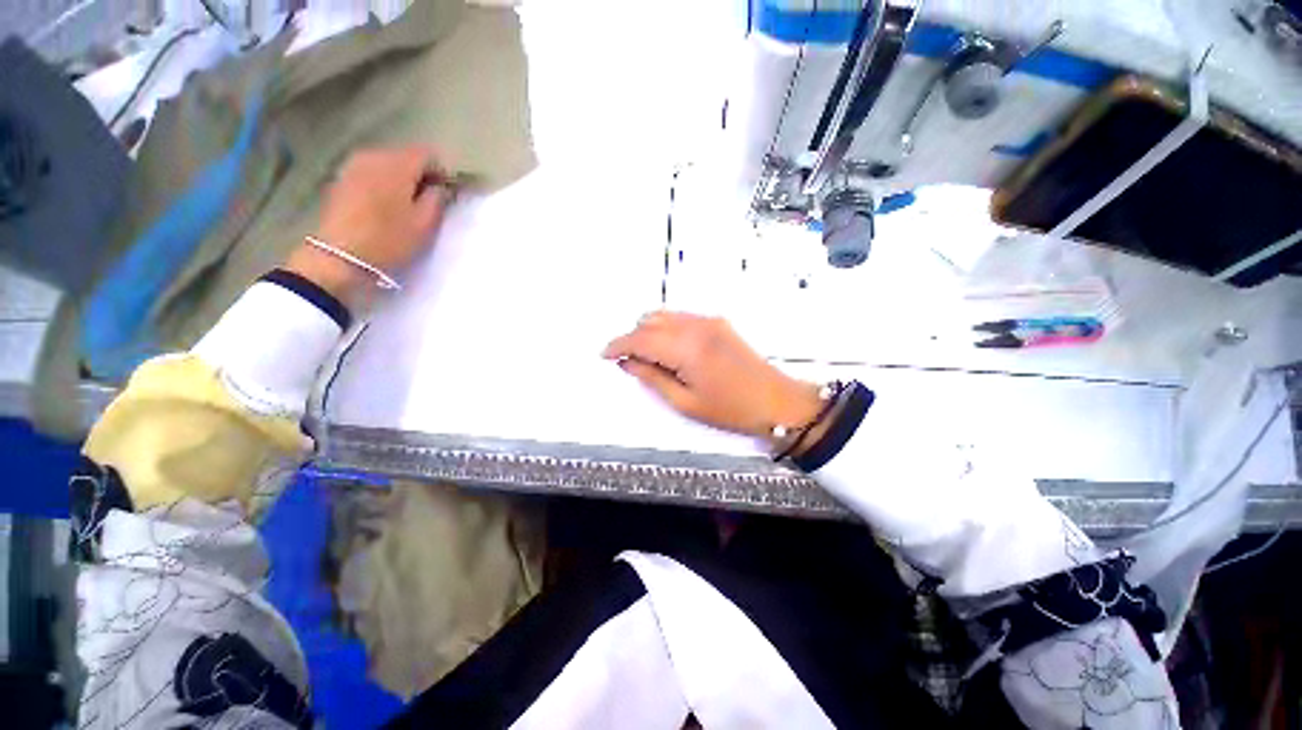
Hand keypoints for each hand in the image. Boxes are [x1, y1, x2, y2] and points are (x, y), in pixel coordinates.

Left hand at [285, 146, 448, 305]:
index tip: (444, 195)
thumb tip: (439, 187)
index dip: (441, 172)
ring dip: (400, 180)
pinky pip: (370, 173)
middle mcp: (374, 155)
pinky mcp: (341, 178)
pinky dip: (382, 184)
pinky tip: (382, 206)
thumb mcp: (425, 224)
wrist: (340, 255)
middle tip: (426, 203)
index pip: (428, 154)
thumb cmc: (389, 239)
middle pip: (406, 156)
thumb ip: (437, 199)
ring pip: (387, 164)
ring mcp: (353, 165)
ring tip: (404, 206)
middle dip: (419, 175)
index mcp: (398, 164)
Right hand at [603, 312, 821, 441]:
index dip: (618, 344)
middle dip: (633, 337)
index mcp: (686, 348)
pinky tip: (669, 348)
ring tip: (647, 355)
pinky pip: (682, 318)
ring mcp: (709, 321)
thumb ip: (652, 377)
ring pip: (665, 315)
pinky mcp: (718, 322)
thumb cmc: (730, 409)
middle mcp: (696, 326)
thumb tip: (627, 363)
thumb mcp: (685, 402)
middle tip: (628, 360)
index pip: (640, 338)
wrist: (777, 400)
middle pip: (650, 320)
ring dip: (649, 330)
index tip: (605, 354)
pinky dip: (667, 328)